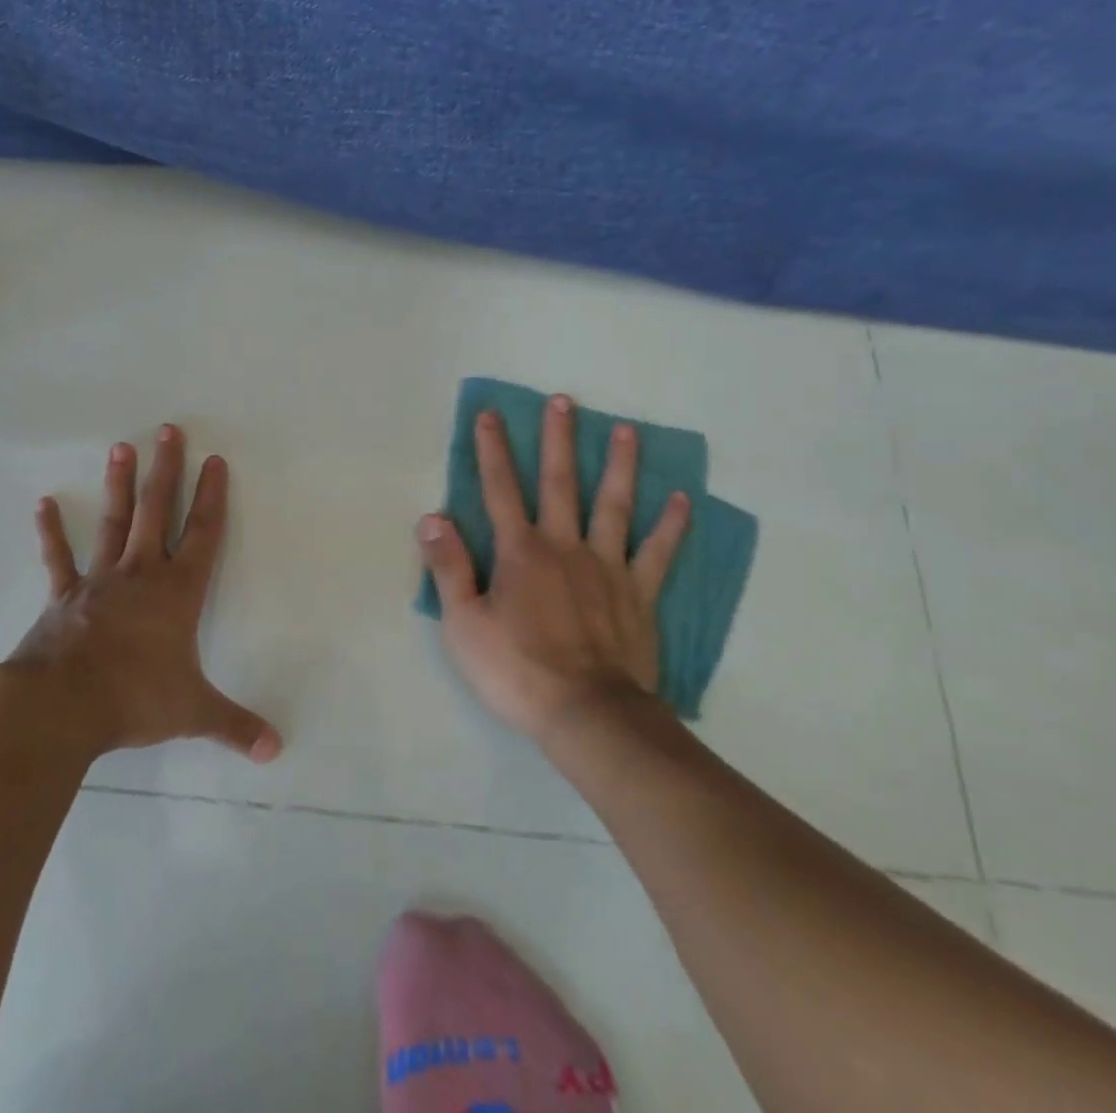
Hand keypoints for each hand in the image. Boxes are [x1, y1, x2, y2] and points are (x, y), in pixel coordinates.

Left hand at [6, 425, 281, 763]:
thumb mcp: (192, 712)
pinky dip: (51, 532)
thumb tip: (276, 750)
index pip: (202, 534)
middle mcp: (140, 574)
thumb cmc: (133, 699)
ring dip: (119, 484)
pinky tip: (44, 504)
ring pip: (114, 521)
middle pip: (156, 511)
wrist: (61, 707)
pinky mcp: (64, 596)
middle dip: (166, 470)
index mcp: (177, 592)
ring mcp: (99, 580)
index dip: (211, 497)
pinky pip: (58, 558)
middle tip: (169, 430)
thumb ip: (235, 726)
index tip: (215, 460)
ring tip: (121, 446)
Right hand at [418, 395, 689, 743]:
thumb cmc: (516, 670)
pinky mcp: (639, 594)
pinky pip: (658, 552)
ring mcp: (607, 567)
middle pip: (560, 483)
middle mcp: (564, 546)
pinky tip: (682, 498)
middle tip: (563, 401)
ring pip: (614, 505)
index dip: (492, 450)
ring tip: (626, 430)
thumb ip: (448, 567)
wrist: (587, 715)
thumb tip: (432, 517)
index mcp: (519, 552)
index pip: (500, 489)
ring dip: (619, 465)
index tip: (490, 415)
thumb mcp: (464, 624)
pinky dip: (671, 525)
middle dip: (558, 440)